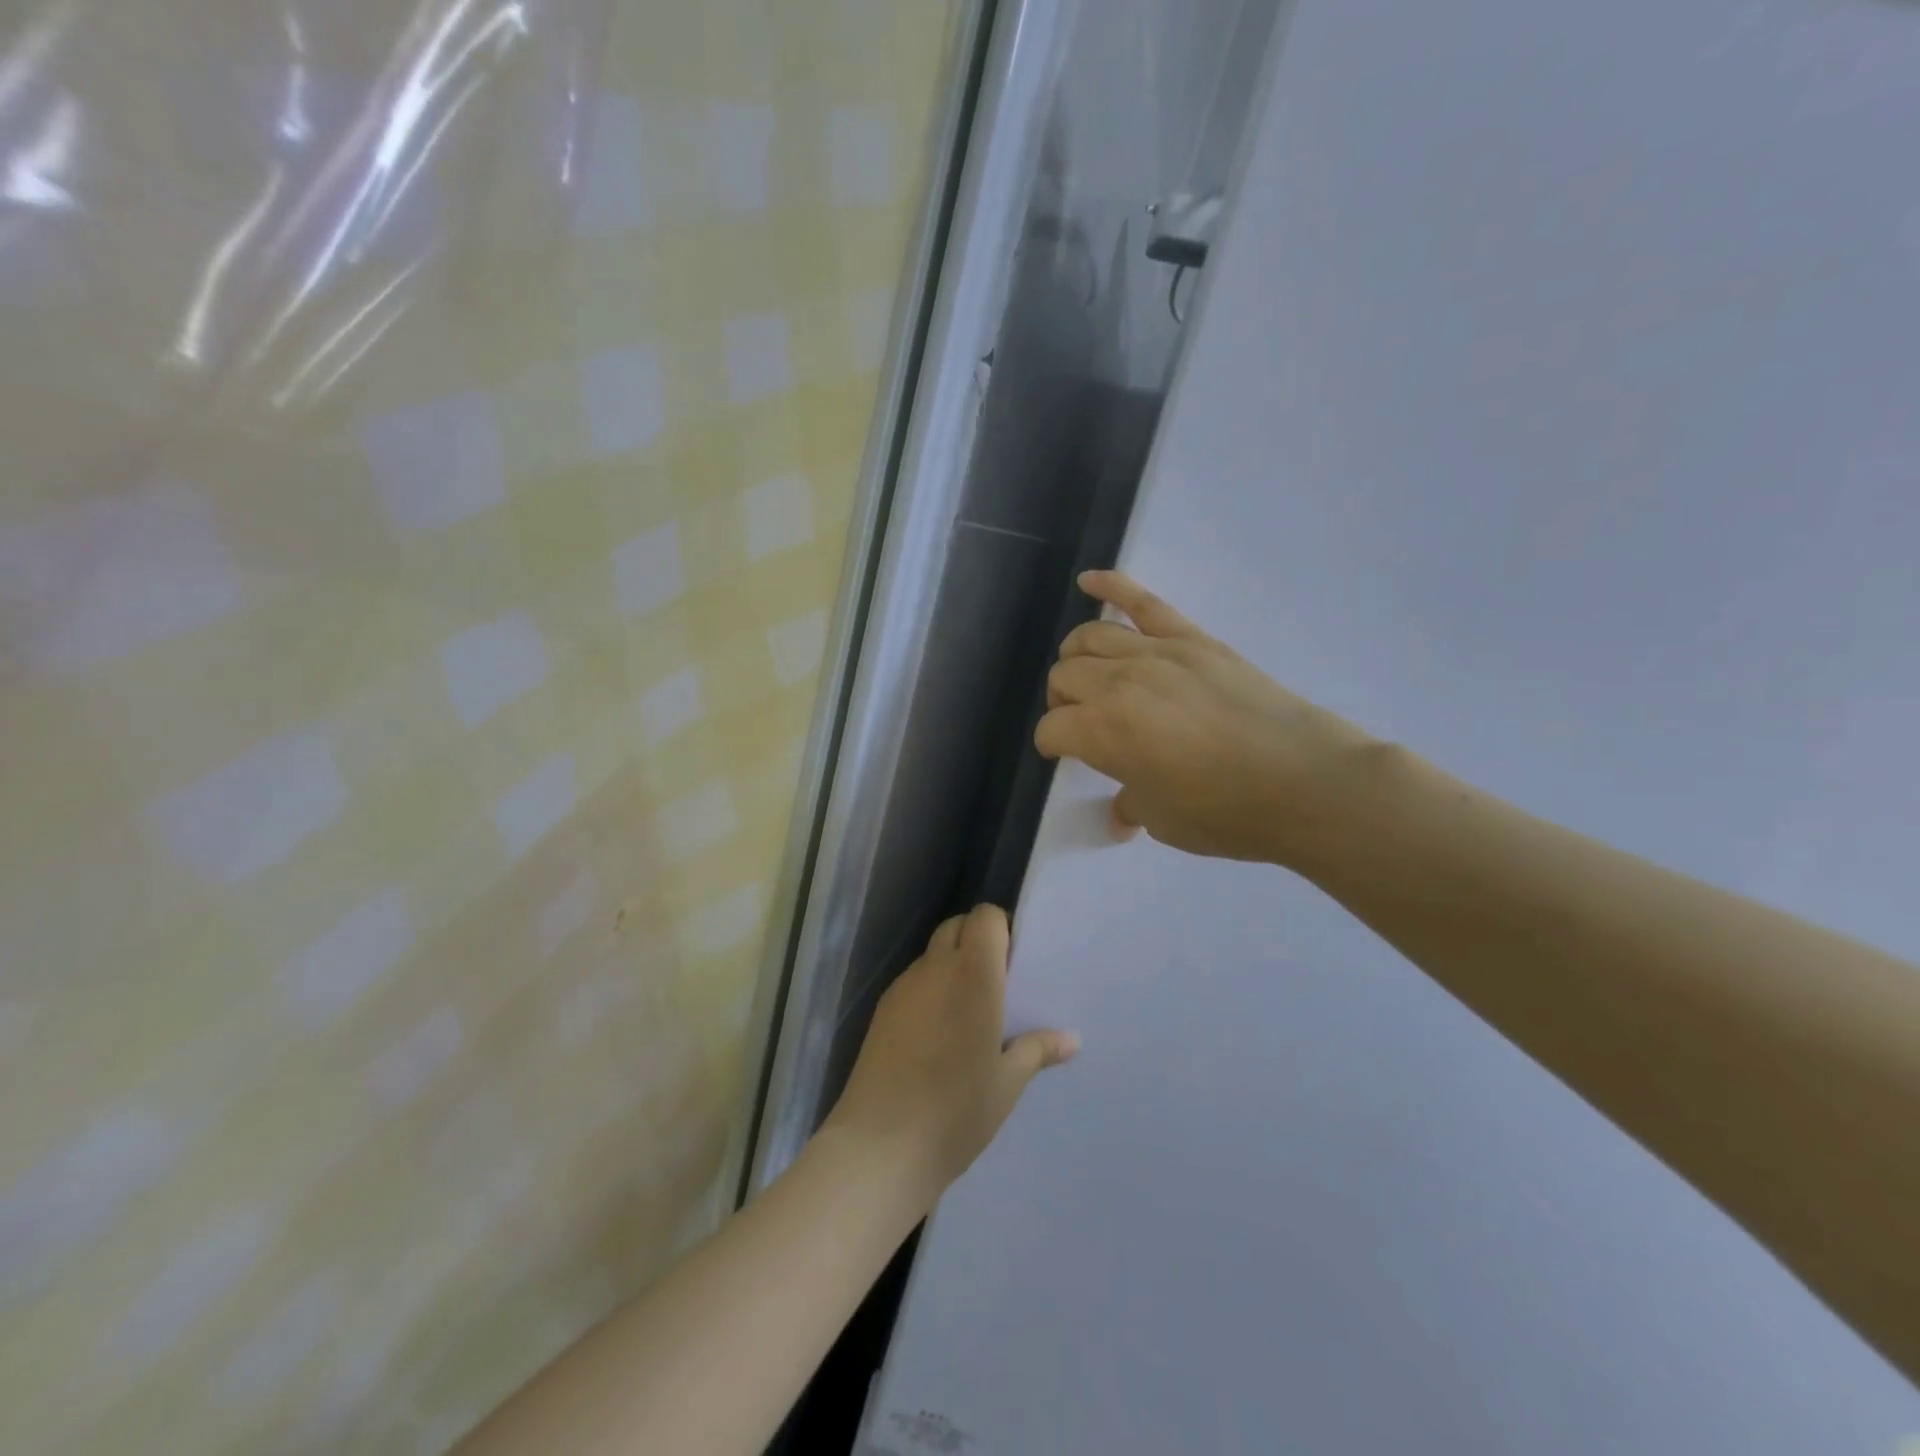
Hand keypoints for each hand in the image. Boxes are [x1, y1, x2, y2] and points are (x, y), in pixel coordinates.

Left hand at [825, 905, 1078, 1202]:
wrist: (880, 1145)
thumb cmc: (956, 1110)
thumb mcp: (1007, 1083)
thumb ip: (1037, 1050)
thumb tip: (1072, 1039)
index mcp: (973, 976)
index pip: (984, 917)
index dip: (1000, 930)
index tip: (1014, 964)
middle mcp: (935, 969)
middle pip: (956, 927)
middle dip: (977, 942)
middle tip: (997, 987)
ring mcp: (903, 988)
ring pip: (932, 955)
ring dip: (952, 967)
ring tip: (968, 1015)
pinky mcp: (881, 1010)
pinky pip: (913, 983)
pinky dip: (930, 991)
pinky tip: (937, 1036)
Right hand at [1034, 571, 1375, 866]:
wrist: (1307, 782)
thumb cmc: (1227, 813)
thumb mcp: (1163, 821)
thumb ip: (1131, 804)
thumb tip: (1121, 812)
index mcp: (1102, 732)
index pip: (1052, 729)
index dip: (1052, 746)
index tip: (1065, 757)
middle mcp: (1118, 684)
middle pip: (1064, 677)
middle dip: (1063, 702)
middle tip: (1082, 723)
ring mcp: (1158, 654)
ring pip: (1091, 637)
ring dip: (1076, 656)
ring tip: (1087, 675)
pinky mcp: (1193, 640)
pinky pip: (1144, 602)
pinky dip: (1112, 586)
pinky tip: (1089, 581)